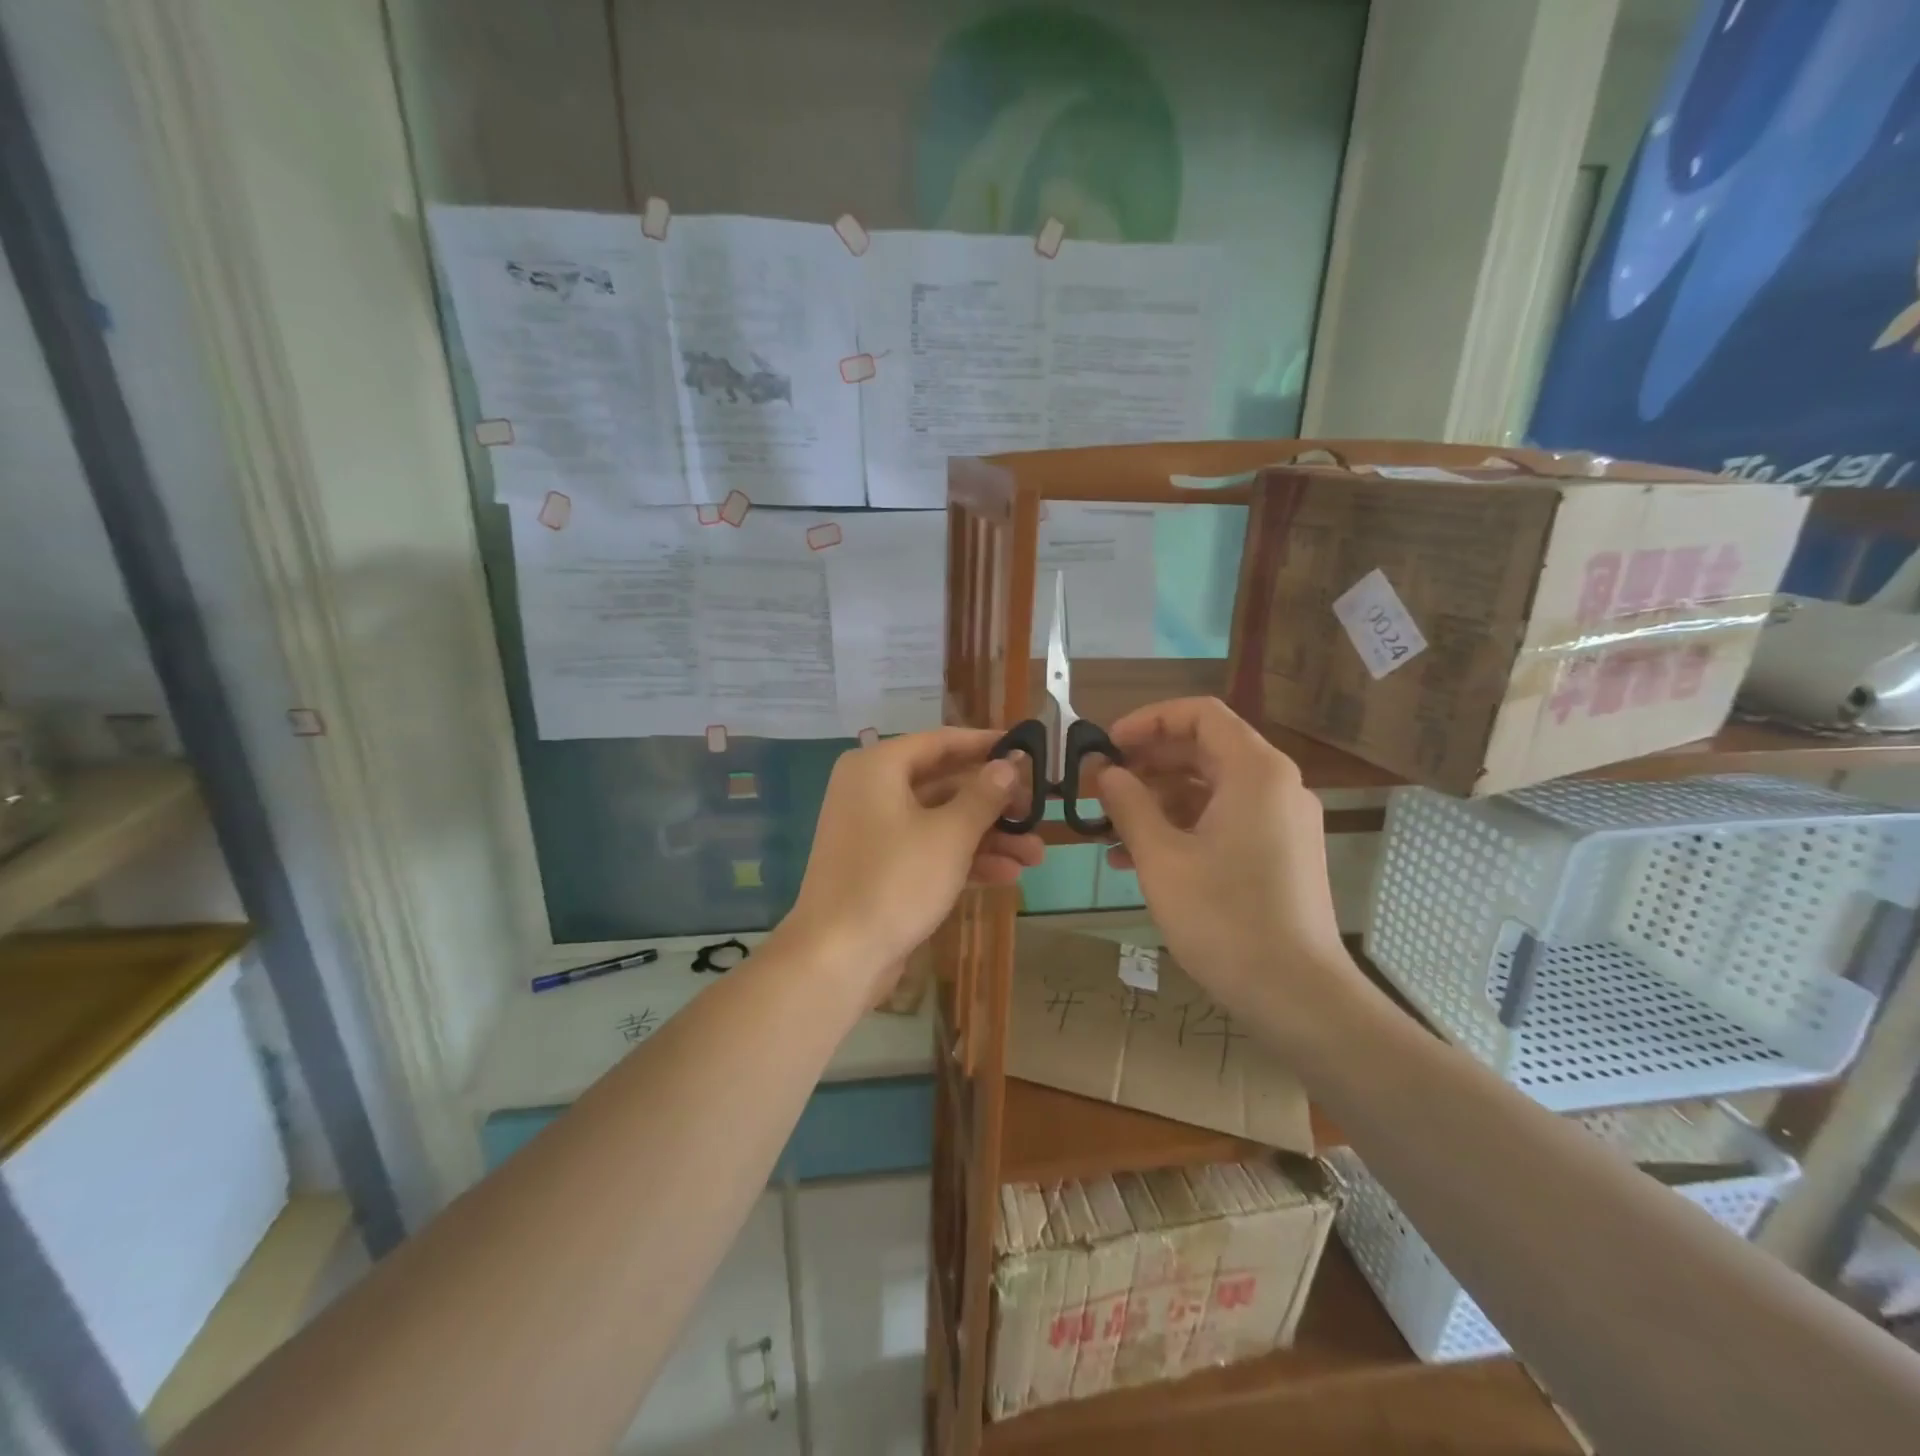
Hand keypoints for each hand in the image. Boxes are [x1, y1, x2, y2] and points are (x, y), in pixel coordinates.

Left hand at [783, 728, 1040, 992]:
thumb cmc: (895, 880)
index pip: (941, 741)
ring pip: (940, 820)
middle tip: (1036, 812)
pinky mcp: (880, 867)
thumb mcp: (950, 835)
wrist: (837, 956)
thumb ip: (984, 795)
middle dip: (994, 803)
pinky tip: (1007, 875)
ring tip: (1035, 855)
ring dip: (988, 836)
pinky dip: (964, 858)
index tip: (1026, 748)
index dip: (986, 744)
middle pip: (944, 783)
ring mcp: (874, 831)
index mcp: (878, 767)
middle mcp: (871, 790)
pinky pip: (927, 849)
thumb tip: (1008, 764)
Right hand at [1089, 698, 1357, 1017]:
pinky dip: (1183, 827)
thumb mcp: (1161, 858)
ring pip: (1211, 788)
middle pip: (1204, 749)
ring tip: (1109, 830)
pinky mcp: (1280, 853)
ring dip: (1158, 800)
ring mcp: (1281, 821)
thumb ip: (1129, 805)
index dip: (1148, 721)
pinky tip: (1138, 858)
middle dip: (1147, 763)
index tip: (1107, 747)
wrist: (1298, 997)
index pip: (1200, 714)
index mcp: (1255, 772)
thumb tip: (1106, 772)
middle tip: (1101, 786)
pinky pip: (1225, 820)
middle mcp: (1276, 785)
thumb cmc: (1224, 919)